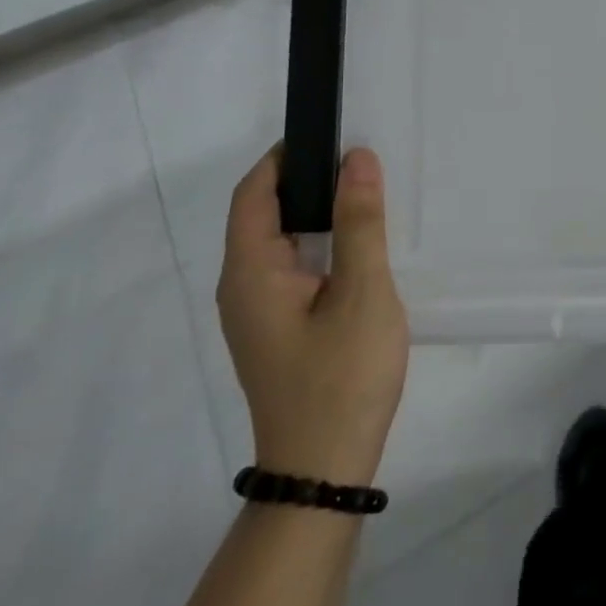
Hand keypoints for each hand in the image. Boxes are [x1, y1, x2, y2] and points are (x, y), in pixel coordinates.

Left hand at [218, 147, 409, 484]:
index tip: (330, 134)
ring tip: (363, 197)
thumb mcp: (362, 292)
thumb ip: (359, 222)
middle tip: (359, 163)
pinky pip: (289, 268)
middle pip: (262, 214)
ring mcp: (255, 313)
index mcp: (250, 272)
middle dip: (305, 181)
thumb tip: (357, 158)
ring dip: (314, 214)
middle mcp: (241, 287)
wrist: (324, 471)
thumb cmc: (342, 376)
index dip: (285, 157)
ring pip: (278, 243)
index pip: (254, 192)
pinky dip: (317, 244)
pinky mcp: (274, 330)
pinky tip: (355, 249)